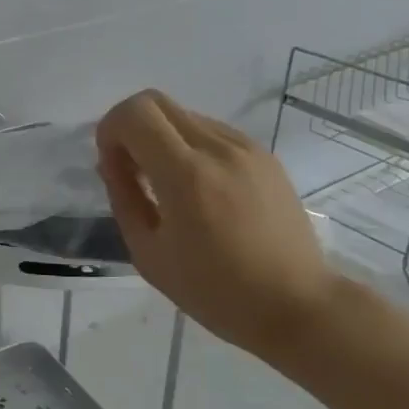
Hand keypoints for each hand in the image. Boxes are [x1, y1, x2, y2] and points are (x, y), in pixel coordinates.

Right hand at [96, 89, 337, 358]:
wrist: (297, 306)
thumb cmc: (215, 291)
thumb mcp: (149, 254)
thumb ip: (124, 197)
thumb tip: (113, 162)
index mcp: (186, 175)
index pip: (135, 113)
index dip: (110, 131)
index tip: (113, 167)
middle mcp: (218, 148)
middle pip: (156, 101)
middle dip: (132, 128)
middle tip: (134, 171)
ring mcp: (246, 148)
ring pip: (184, 115)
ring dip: (162, 138)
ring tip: (168, 186)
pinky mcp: (265, 156)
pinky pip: (212, 132)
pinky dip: (191, 147)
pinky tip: (200, 190)